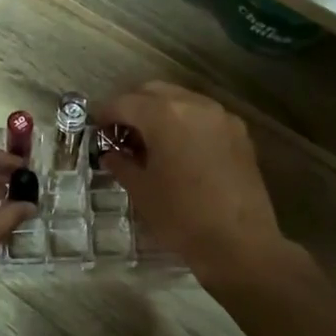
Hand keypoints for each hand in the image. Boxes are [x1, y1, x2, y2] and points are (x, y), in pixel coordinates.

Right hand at [98, 83, 287, 283]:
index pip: (124, 102)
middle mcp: (194, 105)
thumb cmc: (181, 217)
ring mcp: (221, 117)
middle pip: (153, 92)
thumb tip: (110, 154)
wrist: (239, 243)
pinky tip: (179, 150)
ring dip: (160, 112)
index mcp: (164, 115)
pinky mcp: (239, 133)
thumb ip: (121, 164)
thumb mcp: (141, 191)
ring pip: (181, 100)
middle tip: (120, 134)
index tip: (96, 131)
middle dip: (132, 107)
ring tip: (149, 142)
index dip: (105, 115)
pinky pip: (203, 116)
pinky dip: (185, 123)